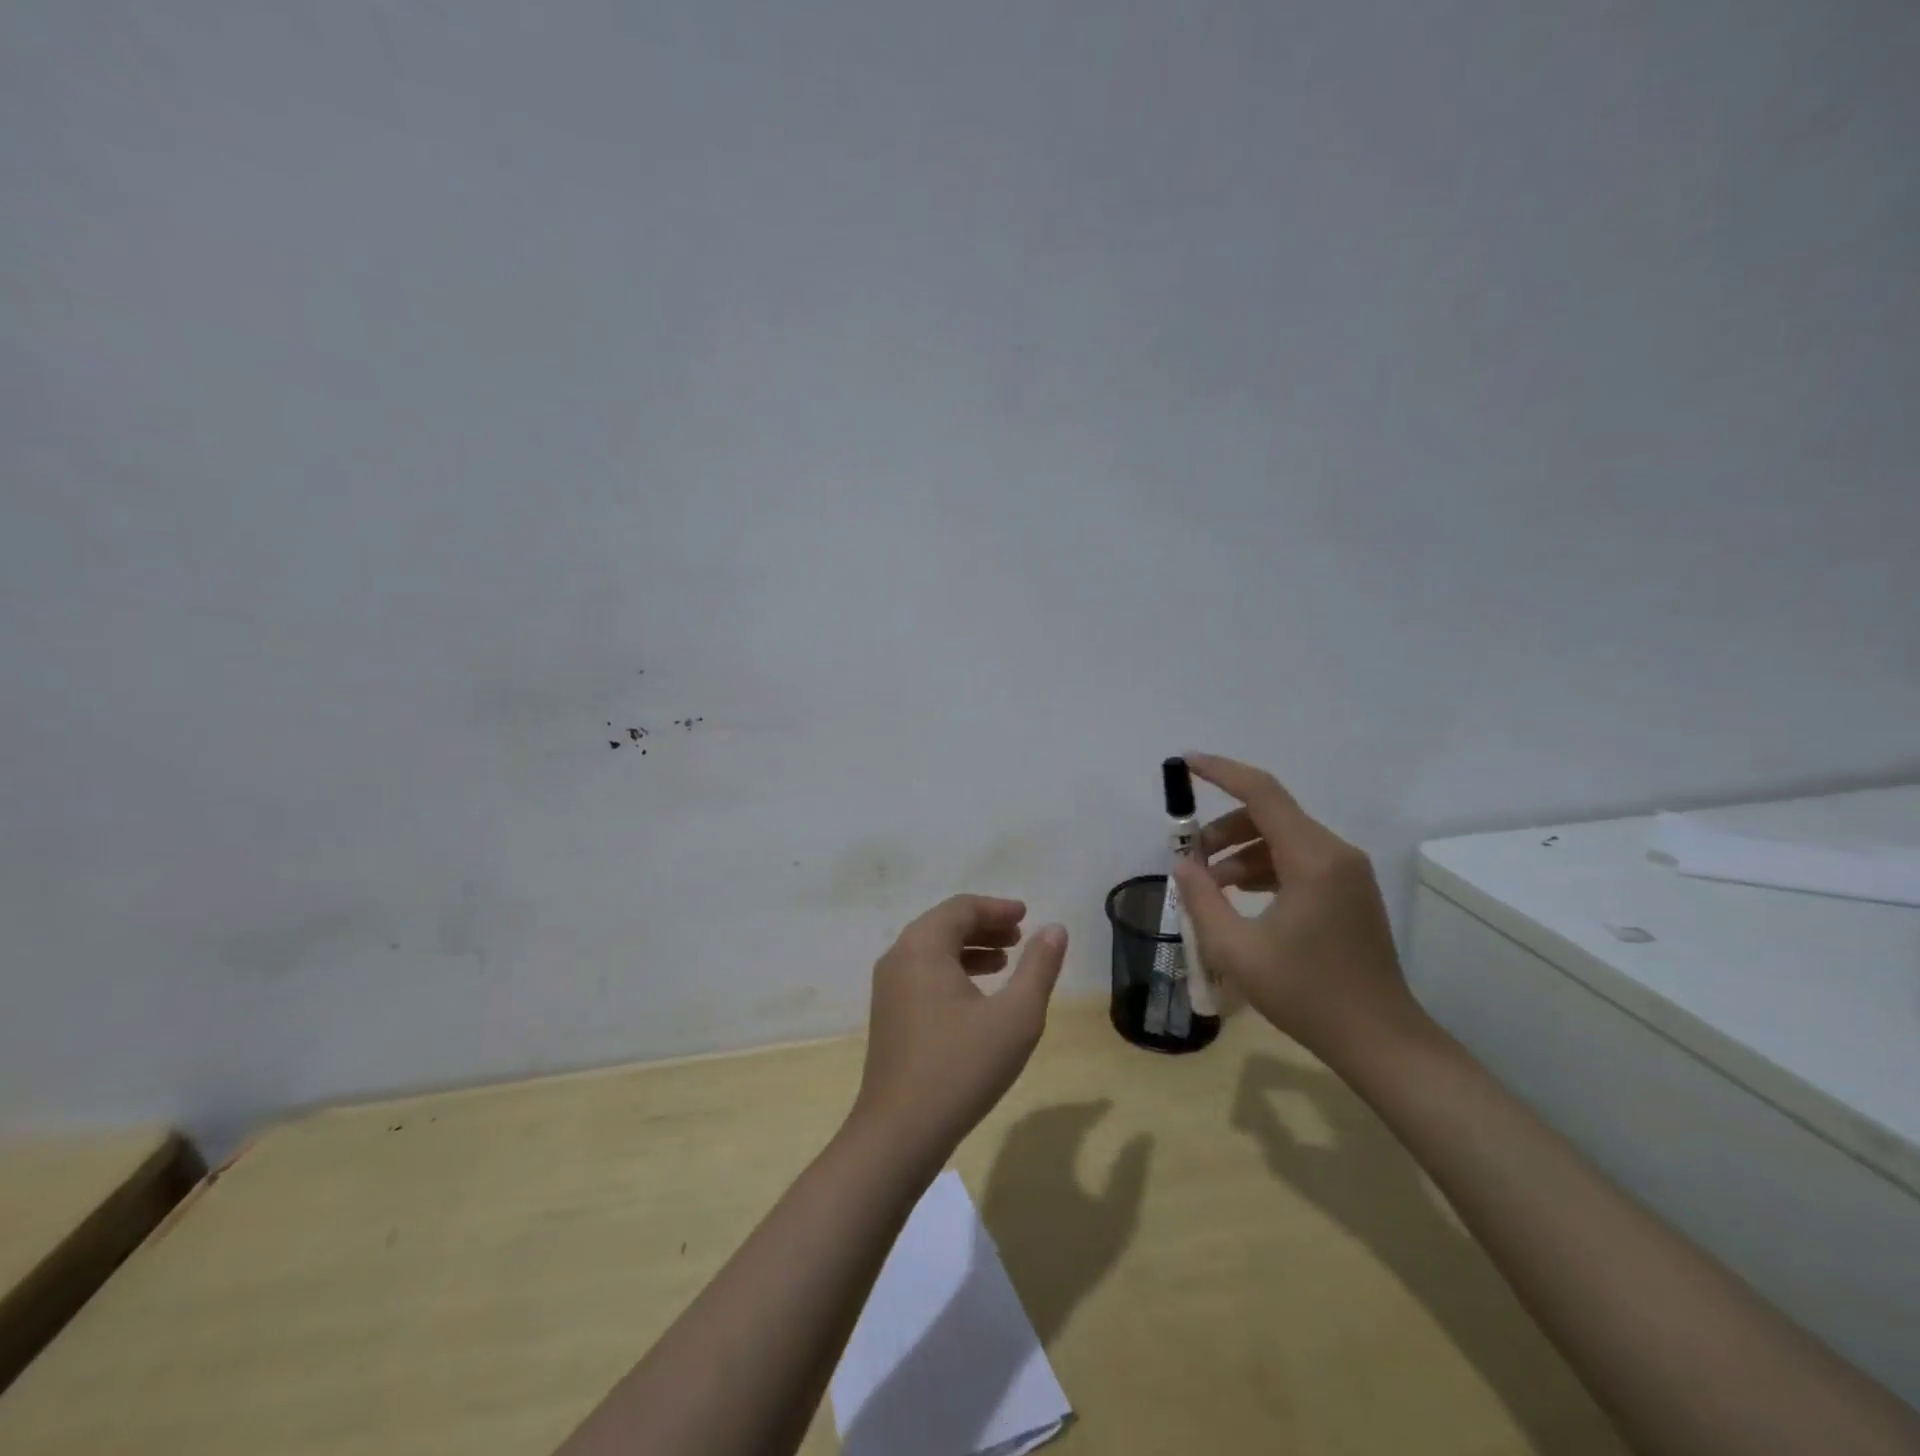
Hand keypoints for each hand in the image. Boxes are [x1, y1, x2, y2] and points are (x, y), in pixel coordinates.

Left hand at [851, 896, 1068, 1174]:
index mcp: (923, 946)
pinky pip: (923, 974)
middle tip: (1020, 936)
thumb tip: (1055, 929)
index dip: (997, 908)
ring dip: (970, 949)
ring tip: (1005, 961)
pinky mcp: (888, 1014)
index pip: (962, 908)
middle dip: (985, 926)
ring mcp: (888, 987)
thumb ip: (1039, 967)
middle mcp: (899, 957)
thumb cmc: (962, 1067)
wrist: (900, 1131)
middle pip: (944, 925)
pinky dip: (953, 971)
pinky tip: (977, 996)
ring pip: (933, 951)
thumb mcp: (1016, 1016)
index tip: (1026, 915)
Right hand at [1171, 753, 1414, 1060]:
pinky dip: (1263, 867)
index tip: (1185, 762)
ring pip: (1282, 838)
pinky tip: (1239, 897)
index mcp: (1313, 860)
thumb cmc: (1306, 994)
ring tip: (1209, 885)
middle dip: (1223, 829)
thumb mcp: (1237, 950)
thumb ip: (1202, 899)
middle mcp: (1335, 854)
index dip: (1221, 772)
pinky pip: (1298, 860)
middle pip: (1269, 815)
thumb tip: (1184, 865)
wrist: (1380, 1041)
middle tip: (1190, 858)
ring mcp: (1347, 873)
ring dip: (1240, 851)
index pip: (1262, 793)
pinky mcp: (1348, 892)